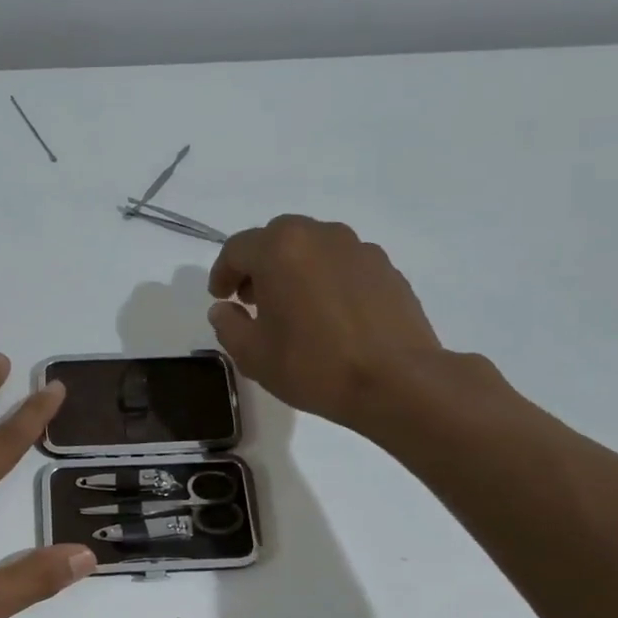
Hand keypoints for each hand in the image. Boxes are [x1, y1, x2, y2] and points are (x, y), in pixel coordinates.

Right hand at [207, 215, 448, 435]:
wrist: (396, 381)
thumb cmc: (313, 366)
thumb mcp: (253, 355)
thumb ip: (228, 325)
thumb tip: (223, 309)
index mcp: (280, 249)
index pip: (237, 249)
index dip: (222, 273)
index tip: (220, 298)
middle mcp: (320, 236)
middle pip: (277, 239)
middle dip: (259, 265)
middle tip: (252, 300)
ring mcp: (359, 249)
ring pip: (314, 248)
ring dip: (294, 269)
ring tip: (293, 308)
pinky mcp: (386, 268)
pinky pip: (343, 264)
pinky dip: (326, 279)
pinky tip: (329, 315)